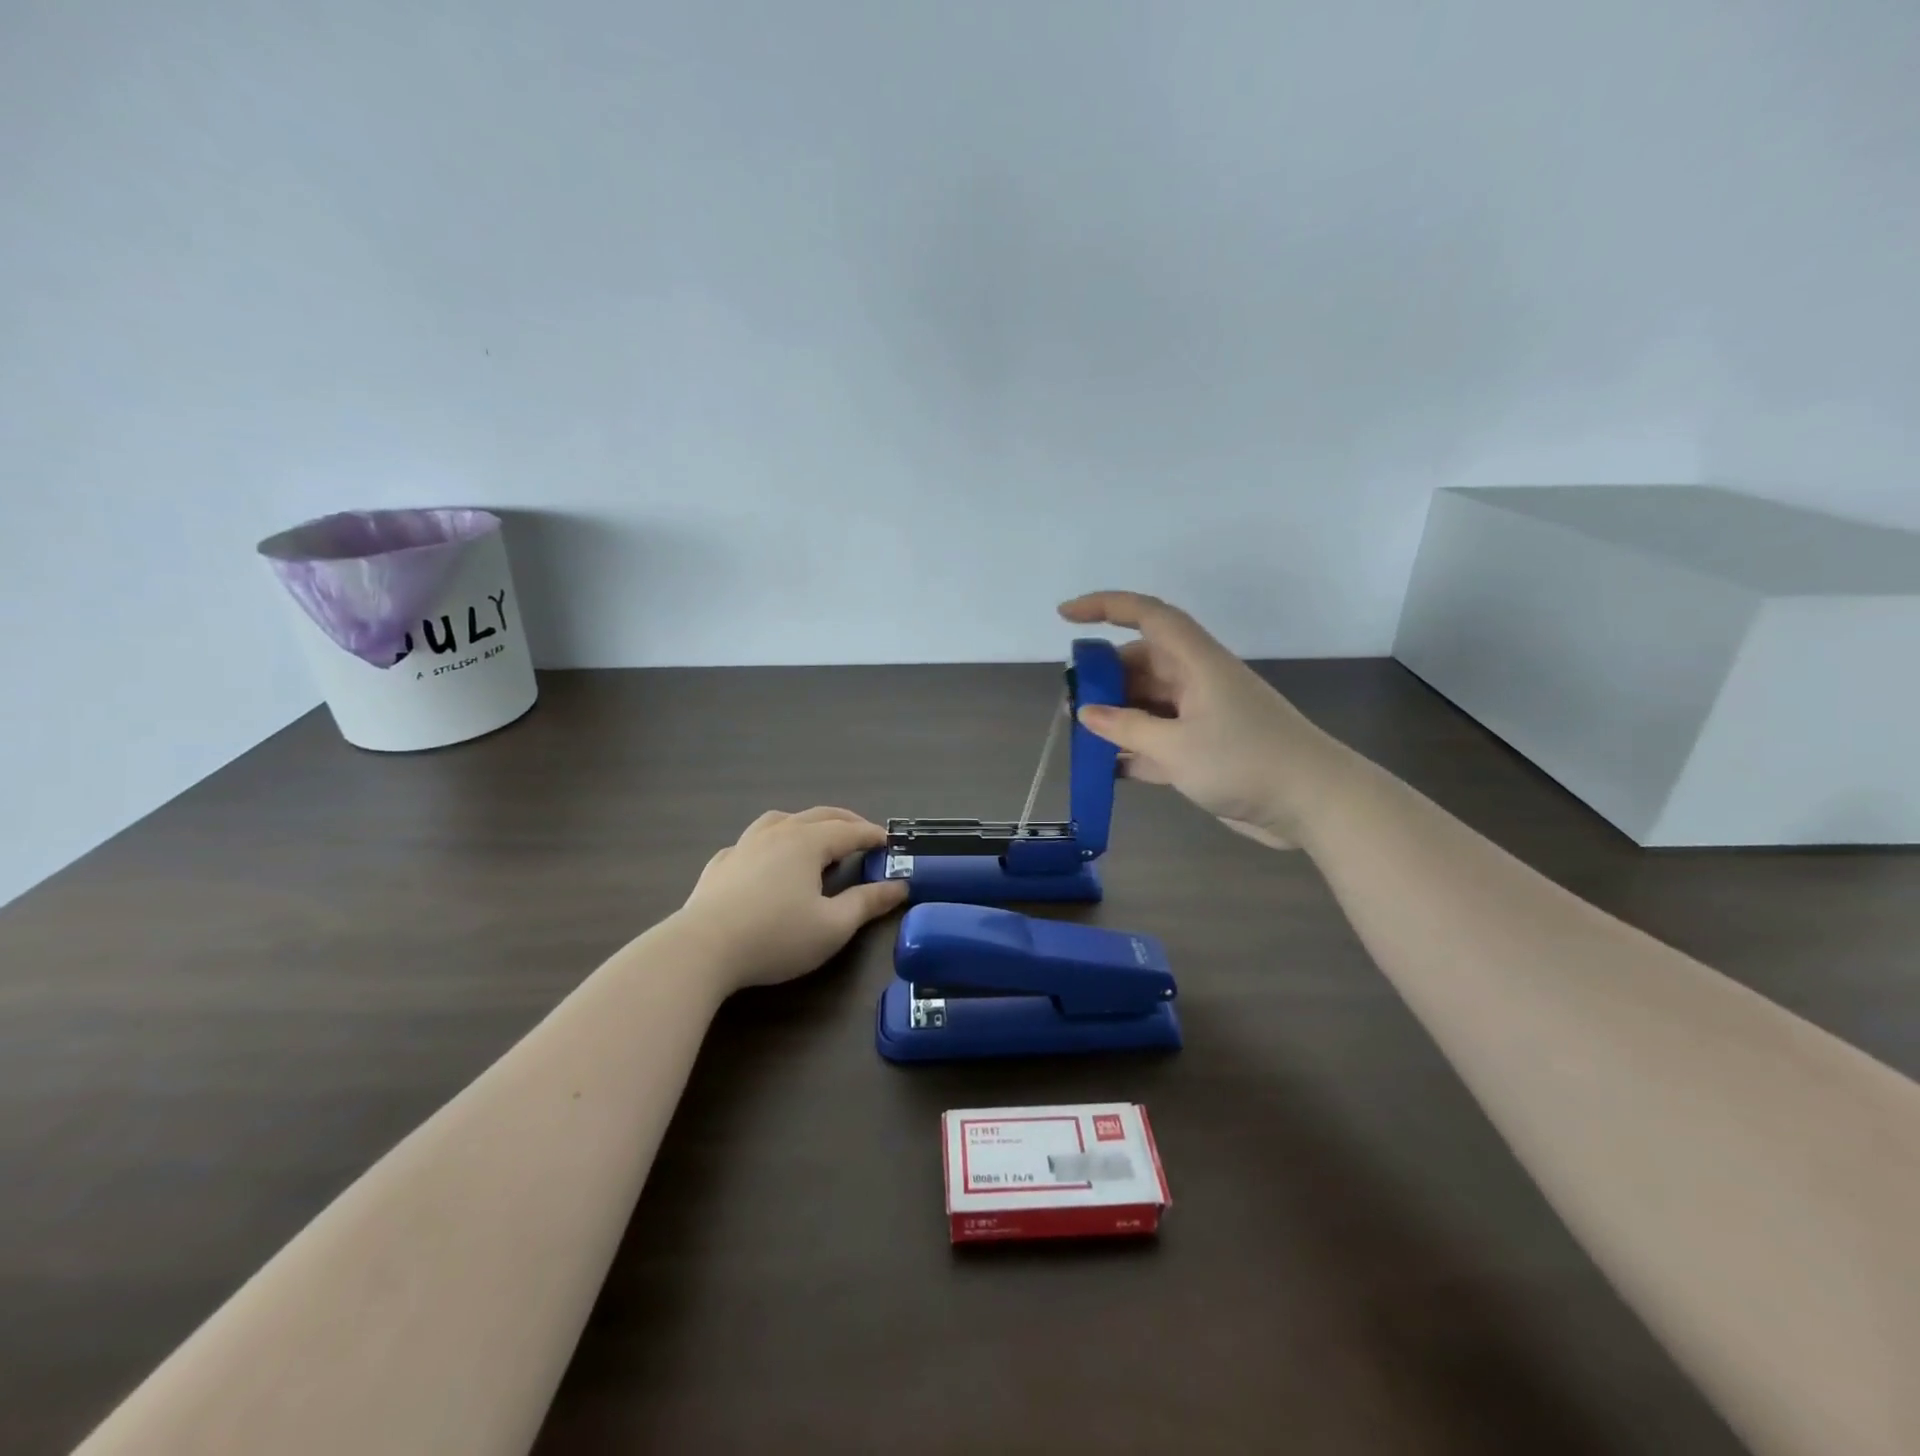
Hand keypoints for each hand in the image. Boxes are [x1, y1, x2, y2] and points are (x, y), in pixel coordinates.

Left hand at [678, 807, 908, 989]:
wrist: (702, 949)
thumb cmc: (776, 936)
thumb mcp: (833, 926)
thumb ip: (868, 902)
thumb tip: (899, 886)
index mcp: (808, 843)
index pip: (850, 831)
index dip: (873, 835)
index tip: (891, 842)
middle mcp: (777, 833)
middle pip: (818, 816)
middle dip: (846, 821)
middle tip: (863, 833)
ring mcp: (744, 845)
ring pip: (780, 820)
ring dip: (806, 823)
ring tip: (815, 836)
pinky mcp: (720, 864)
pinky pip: (751, 842)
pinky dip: (770, 842)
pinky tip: (765, 859)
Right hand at [1058, 591, 1349, 848]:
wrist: (1313, 803)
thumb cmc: (1245, 761)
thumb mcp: (1176, 747)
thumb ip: (1127, 729)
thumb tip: (1087, 712)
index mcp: (1196, 663)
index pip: (1148, 616)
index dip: (1105, 606)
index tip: (1065, 615)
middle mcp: (1196, 681)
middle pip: (1141, 664)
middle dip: (1103, 679)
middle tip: (1070, 704)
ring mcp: (1201, 716)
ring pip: (1146, 704)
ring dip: (1116, 718)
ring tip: (1081, 739)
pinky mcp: (1204, 748)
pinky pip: (1158, 739)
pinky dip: (1134, 750)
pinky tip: (1107, 769)